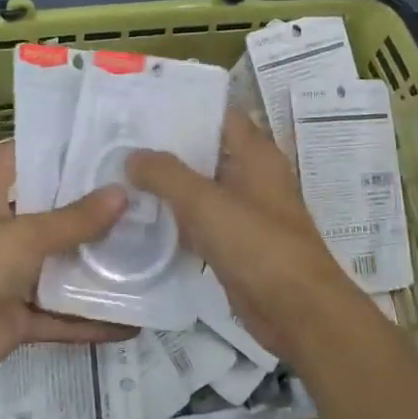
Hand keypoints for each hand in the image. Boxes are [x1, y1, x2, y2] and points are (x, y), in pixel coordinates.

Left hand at [0, 142, 129, 386]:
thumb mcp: (23, 234)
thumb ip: (74, 220)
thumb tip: (122, 194)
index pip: (16, 159)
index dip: (49, 149)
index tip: (94, 143)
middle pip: (47, 214)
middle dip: (87, 209)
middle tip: (138, 197)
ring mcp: (8, 278)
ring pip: (58, 268)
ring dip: (93, 266)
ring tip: (145, 253)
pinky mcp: (17, 319)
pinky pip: (60, 318)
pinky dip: (90, 322)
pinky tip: (132, 321)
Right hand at [127, 111, 357, 362]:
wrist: (297, 311)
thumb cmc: (257, 245)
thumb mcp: (206, 202)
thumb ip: (167, 174)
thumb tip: (133, 156)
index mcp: (256, 154)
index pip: (219, 115)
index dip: (184, 108)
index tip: (143, 107)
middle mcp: (253, 176)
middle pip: (206, 151)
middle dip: (167, 148)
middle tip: (119, 141)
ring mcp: (246, 212)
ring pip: (201, 189)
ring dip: (168, 185)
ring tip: (120, 175)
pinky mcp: (237, 245)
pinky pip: (201, 223)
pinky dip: (176, 219)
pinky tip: (141, 219)